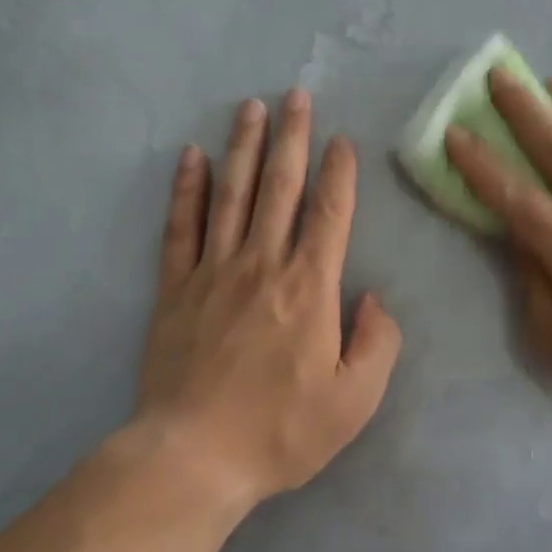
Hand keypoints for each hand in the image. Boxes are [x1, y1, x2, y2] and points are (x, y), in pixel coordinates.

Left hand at [133, 90, 402, 509]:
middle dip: (291, 138)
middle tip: (294, 95)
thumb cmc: (280, 431)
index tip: (342, 140)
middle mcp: (262, 264)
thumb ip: (377, 343)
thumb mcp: (355, 401)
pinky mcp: (175, 288)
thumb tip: (373, 297)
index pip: (330, 214)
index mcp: (309, 287)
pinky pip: (181, 227)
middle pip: (280, 187)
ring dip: (243, 147)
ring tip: (250, 108)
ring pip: (231, 194)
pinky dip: (186, 189)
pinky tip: (190, 157)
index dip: (340, 173)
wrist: (194, 456)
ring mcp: (213, 272)